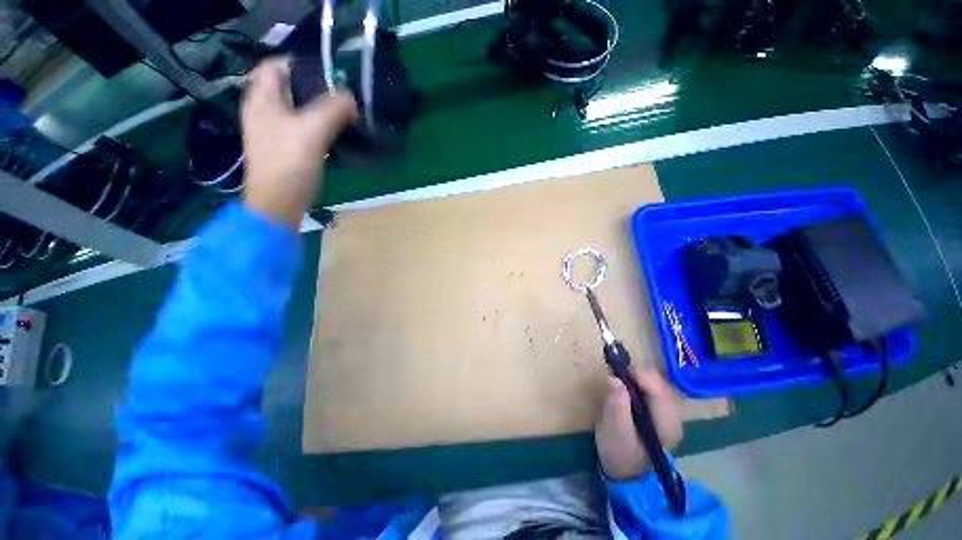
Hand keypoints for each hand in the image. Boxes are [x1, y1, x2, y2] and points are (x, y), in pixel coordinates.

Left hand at [241, 58, 356, 227]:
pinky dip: (317, 126)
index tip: (331, 76)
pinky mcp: (283, 147)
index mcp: (262, 98)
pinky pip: (301, 126)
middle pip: (288, 86)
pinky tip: (333, 133)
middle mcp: (263, 109)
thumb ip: (333, 109)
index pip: (276, 65)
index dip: (301, 65)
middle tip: (341, 96)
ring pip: (297, 108)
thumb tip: (351, 98)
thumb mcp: (313, 131)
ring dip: (318, 108)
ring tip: (342, 114)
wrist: (279, 202)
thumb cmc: (289, 163)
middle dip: (315, 87)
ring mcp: (272, 130)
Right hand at [595, 367, 682, 479]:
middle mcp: (673, 416)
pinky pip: (650, 390)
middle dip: (636, 375)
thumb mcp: (614, 430)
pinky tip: (626, 389)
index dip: (638, 374)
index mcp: (667, 423)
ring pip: (654, 384)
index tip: (616, 368)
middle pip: (658, 383)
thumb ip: (617, 404)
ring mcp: (667, 414)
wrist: (625, 473)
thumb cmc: (619, 453)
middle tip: (614, 374)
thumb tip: (614, 378)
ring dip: (635, 378)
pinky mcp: (659, 413)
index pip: (658, 389)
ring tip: (617, 381)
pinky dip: (637, 384)